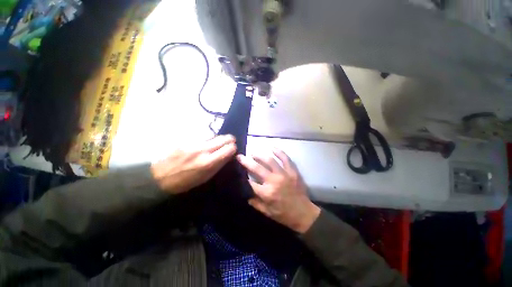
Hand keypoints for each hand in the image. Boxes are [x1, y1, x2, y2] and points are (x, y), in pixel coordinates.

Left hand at [151, 135, 236, 193]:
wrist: (158, 177)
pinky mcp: (185, 139)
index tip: (233, 150)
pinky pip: (201, 136)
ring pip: (212, 135)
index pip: (229, 148)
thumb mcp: (205, 177)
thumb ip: (218, 164)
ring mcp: (193, 143)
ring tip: (215, 143)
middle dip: (229, 139)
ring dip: (216, 139)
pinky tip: (202, 143)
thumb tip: (228, 155)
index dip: (233, 148)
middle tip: (229, 142)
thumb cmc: (185, 182)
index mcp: (208, 162)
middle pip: (223, 138)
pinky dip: (206, 138)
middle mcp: (202, 150)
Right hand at [237, 149, 320, 233]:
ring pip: (270, 160)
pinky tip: (272, 147)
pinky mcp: (292, 171)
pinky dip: (279, 152)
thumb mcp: (267, 213)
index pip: (250, 183)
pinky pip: (285, 159)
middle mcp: (274, 181)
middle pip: (257, 168)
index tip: (238, 171)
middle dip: (246, 162)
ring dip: (260, 155)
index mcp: (267, 193)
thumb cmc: (284, 214)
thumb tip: (246, 194)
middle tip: (240, 156)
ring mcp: (284, 174)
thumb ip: (255, 203)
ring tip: (253, 152)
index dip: (243, 177)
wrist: (304, 213)